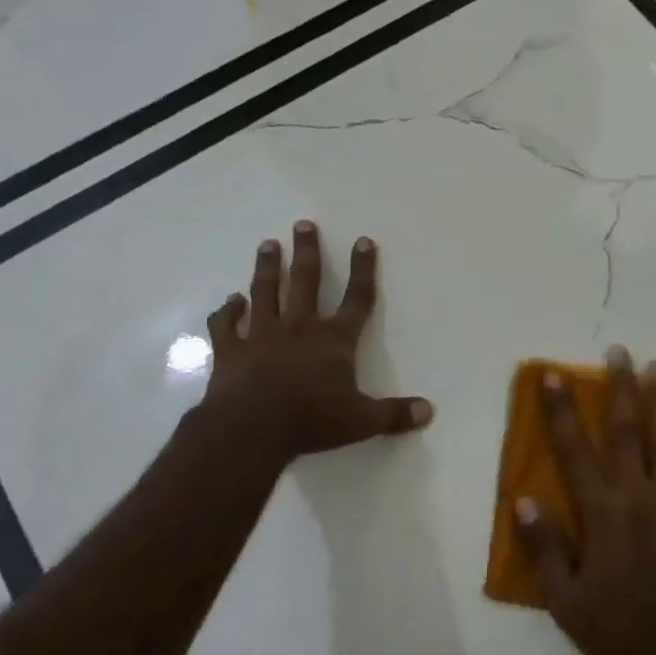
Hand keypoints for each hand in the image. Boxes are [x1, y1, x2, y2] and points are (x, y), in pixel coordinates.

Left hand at [200, 222, 432, 458]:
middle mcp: (299, 328)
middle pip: (306, 281)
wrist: (250, 430)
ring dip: (268, 268)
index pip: (357, 298)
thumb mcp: (361, 421)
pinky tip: (230, 301)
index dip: (363, 269)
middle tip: (303, 224)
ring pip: (265, 293)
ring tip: (268, 245)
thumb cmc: (311, 421)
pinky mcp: (230, 350)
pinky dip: (227, 312)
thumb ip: (394, 415)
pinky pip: (227, 325)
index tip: (363, 241)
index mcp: (334, 340)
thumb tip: (428, 412)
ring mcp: (261, 335)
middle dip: (307, 252)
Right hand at [515, 346, 655, 654]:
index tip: (554, 375)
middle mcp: (639, 497)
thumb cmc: (617, 635)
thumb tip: (521, 500)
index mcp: (601, 514)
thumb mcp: (565, 603)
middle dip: (621, 388)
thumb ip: (544, 548)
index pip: (573, 451)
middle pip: (628, 431)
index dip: (561, 410)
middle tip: (619, 351)